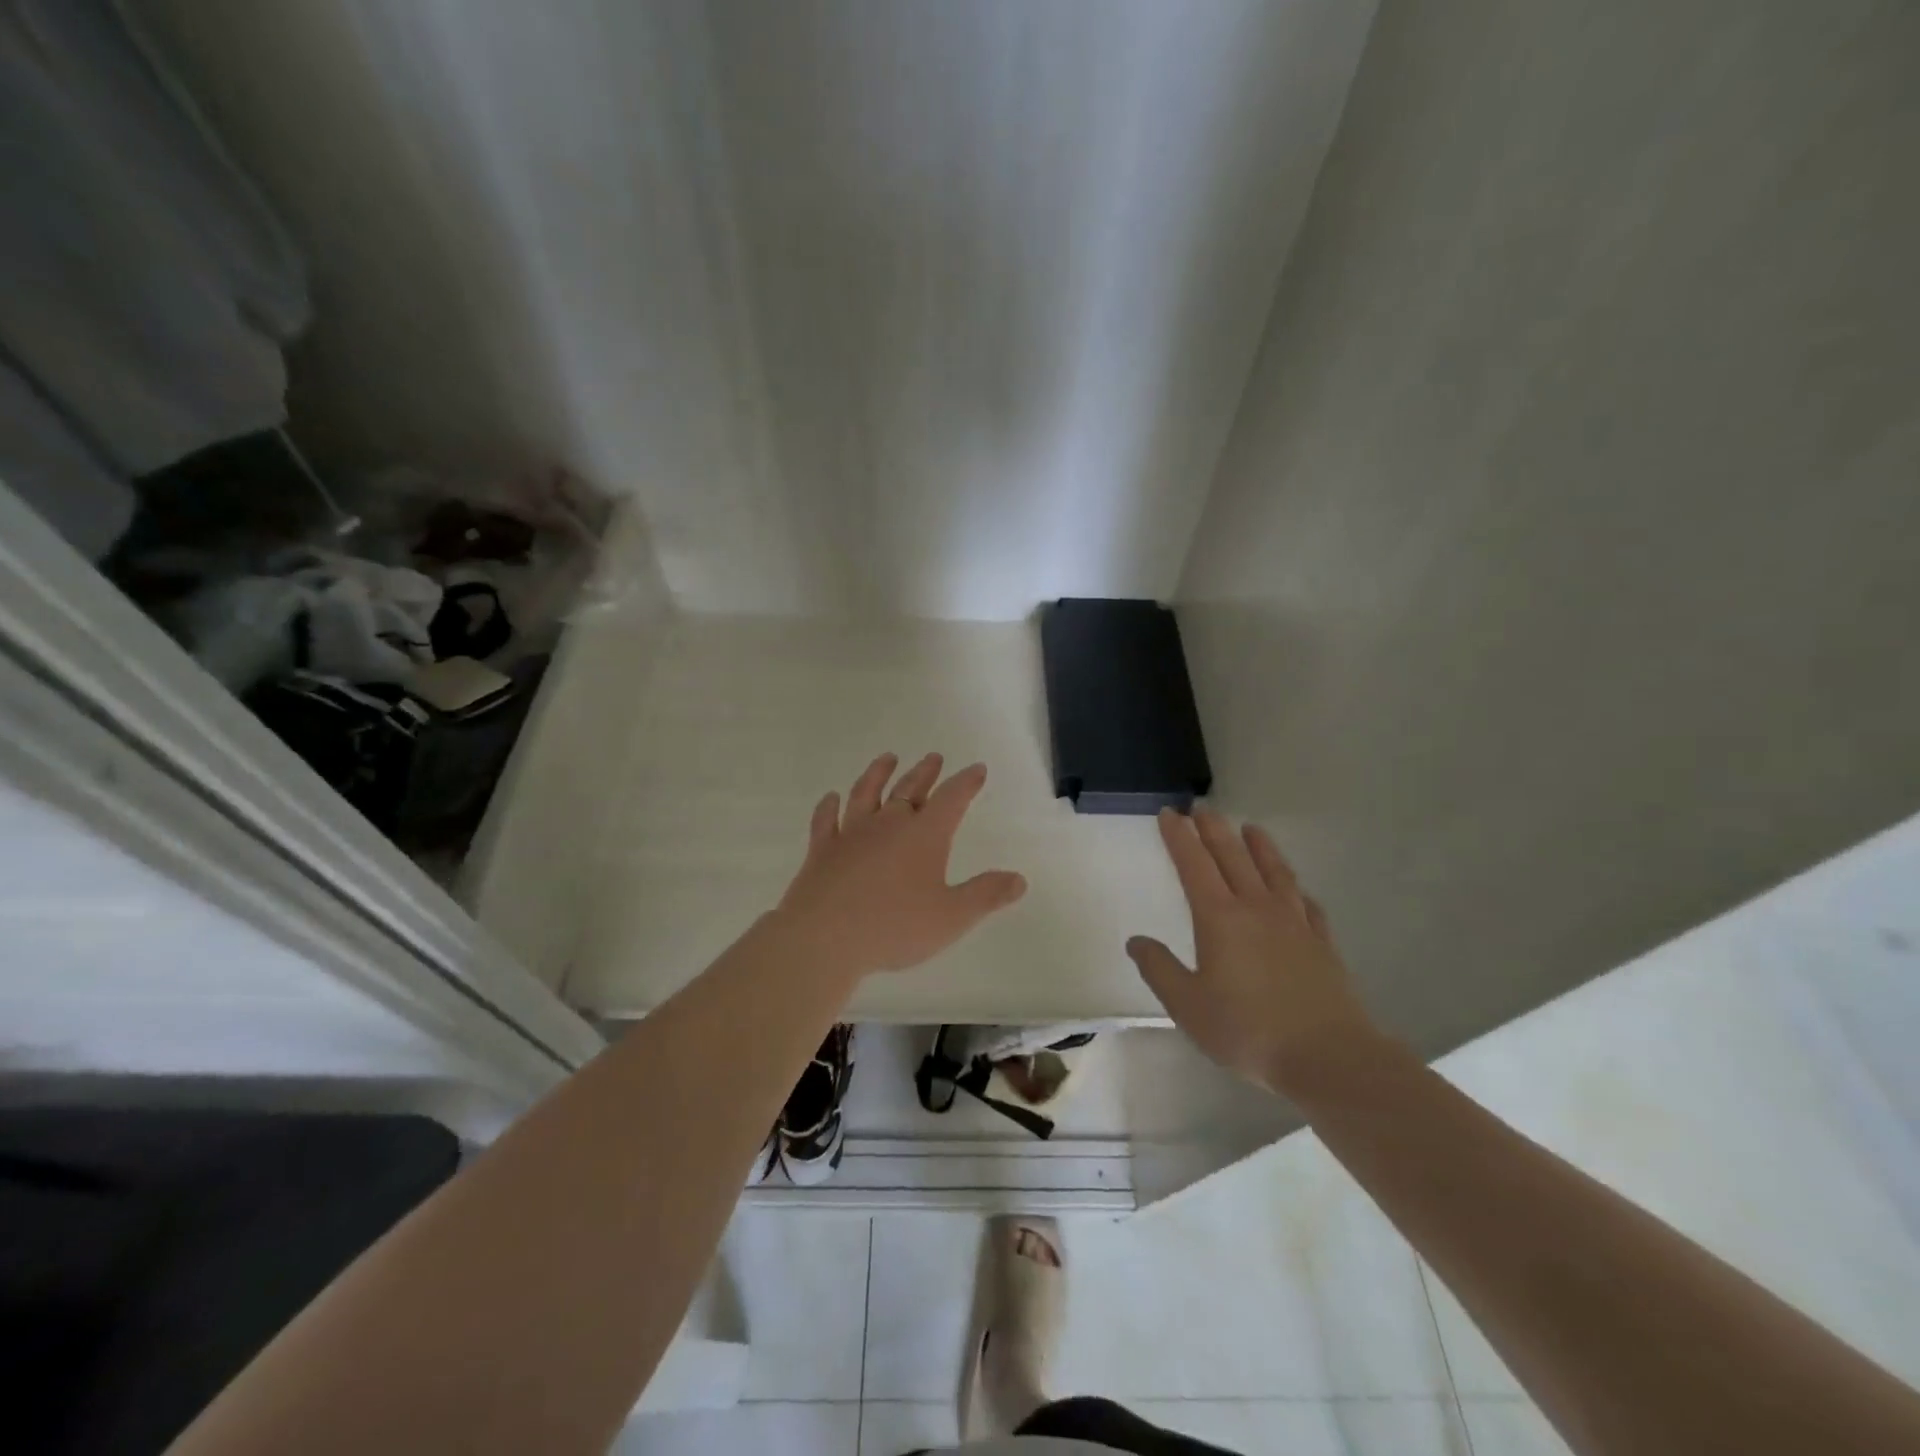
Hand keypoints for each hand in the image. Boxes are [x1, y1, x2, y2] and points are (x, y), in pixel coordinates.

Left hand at [776, 752, 1027, 978]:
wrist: (823, 937)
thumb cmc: (894, 926)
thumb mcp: (952, 917)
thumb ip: (986, 895)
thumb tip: (1019, 879)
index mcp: (924, 835)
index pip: (952, 798)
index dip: (966, 782)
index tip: (976, 768)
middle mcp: (888, 824)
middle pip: (910, 789)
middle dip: (926, 773)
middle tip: (933, 757)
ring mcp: (851, 834)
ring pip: (867, 793)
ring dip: (878, 774)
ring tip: (887, 759)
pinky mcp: (822, 850)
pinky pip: (826, 820)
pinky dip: (829, 806)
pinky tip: (831, 798)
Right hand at [1127, 807, 1379, 1094]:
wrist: (1328, 1057)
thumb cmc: (1248, 1030)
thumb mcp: (1188, 1005)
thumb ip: (1159, 969)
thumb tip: (1136, 941)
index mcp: (1220, 918)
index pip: (1194, 865)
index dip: (1179, 837)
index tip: (1169, 813)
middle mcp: (1257, 908)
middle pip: (1233, 857)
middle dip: (1214, 830)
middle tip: (1201, 808)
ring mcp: (1294, 923)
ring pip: (1274, 871)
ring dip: (1259, 846)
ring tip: (1251, 828)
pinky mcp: (1322, 943)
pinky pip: (1307, 905)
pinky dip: (1297, 890)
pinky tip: (1296, 890)